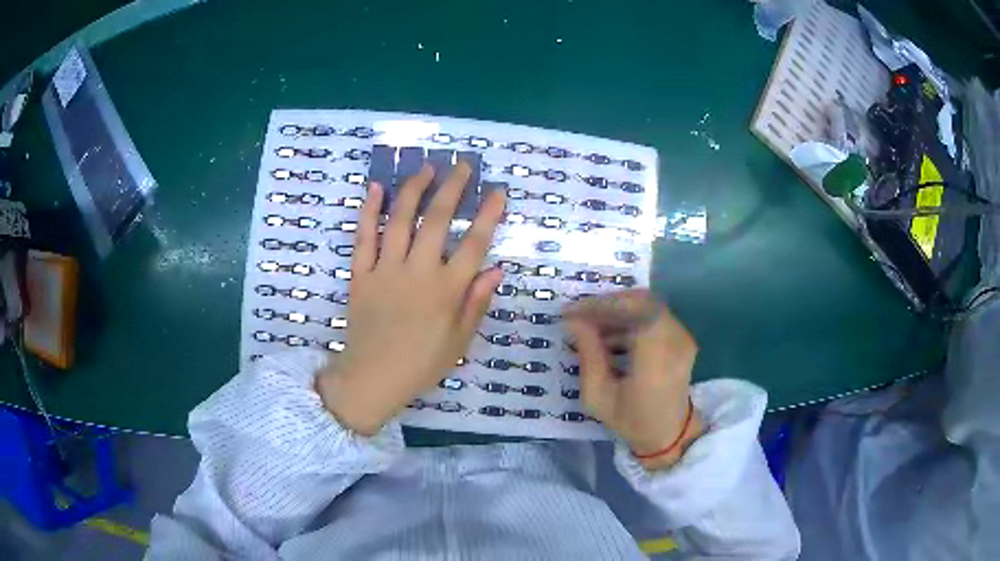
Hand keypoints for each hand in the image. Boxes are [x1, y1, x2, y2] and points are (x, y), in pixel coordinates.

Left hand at [317, 162, 505, 434]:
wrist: (373, 378)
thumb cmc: (421, 363)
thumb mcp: (459, 341)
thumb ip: (477, 303)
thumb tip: (496, 269)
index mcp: (447, 290)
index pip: (474, 243)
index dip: (489, 214)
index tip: (497, 190)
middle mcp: (418, 272)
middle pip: (438, 220)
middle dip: (453, 188)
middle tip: (461, 165)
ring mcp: (386, 269)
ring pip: (401, 219)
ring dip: (414, 189)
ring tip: (426, 167)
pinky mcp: (361, 273)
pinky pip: (363, 237)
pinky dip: (368, 210)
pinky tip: (376, 187)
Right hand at [563, 290, 702, 469]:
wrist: (669, 433)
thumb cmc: (631, 420)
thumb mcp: (598, 397)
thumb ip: (588, 355)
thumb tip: (574, 321)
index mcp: (656, 361)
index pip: (634, 312)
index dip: (602, 305)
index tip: (573, 313)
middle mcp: (675, 342)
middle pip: (641, 302)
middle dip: (607, 304)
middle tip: (579, 315)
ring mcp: (683, 337)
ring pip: (647, 305)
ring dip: (617, 310)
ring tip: (590, 327)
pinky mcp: (682, 336)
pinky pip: (653, 314)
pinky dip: (629, 318)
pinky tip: (610, 334)